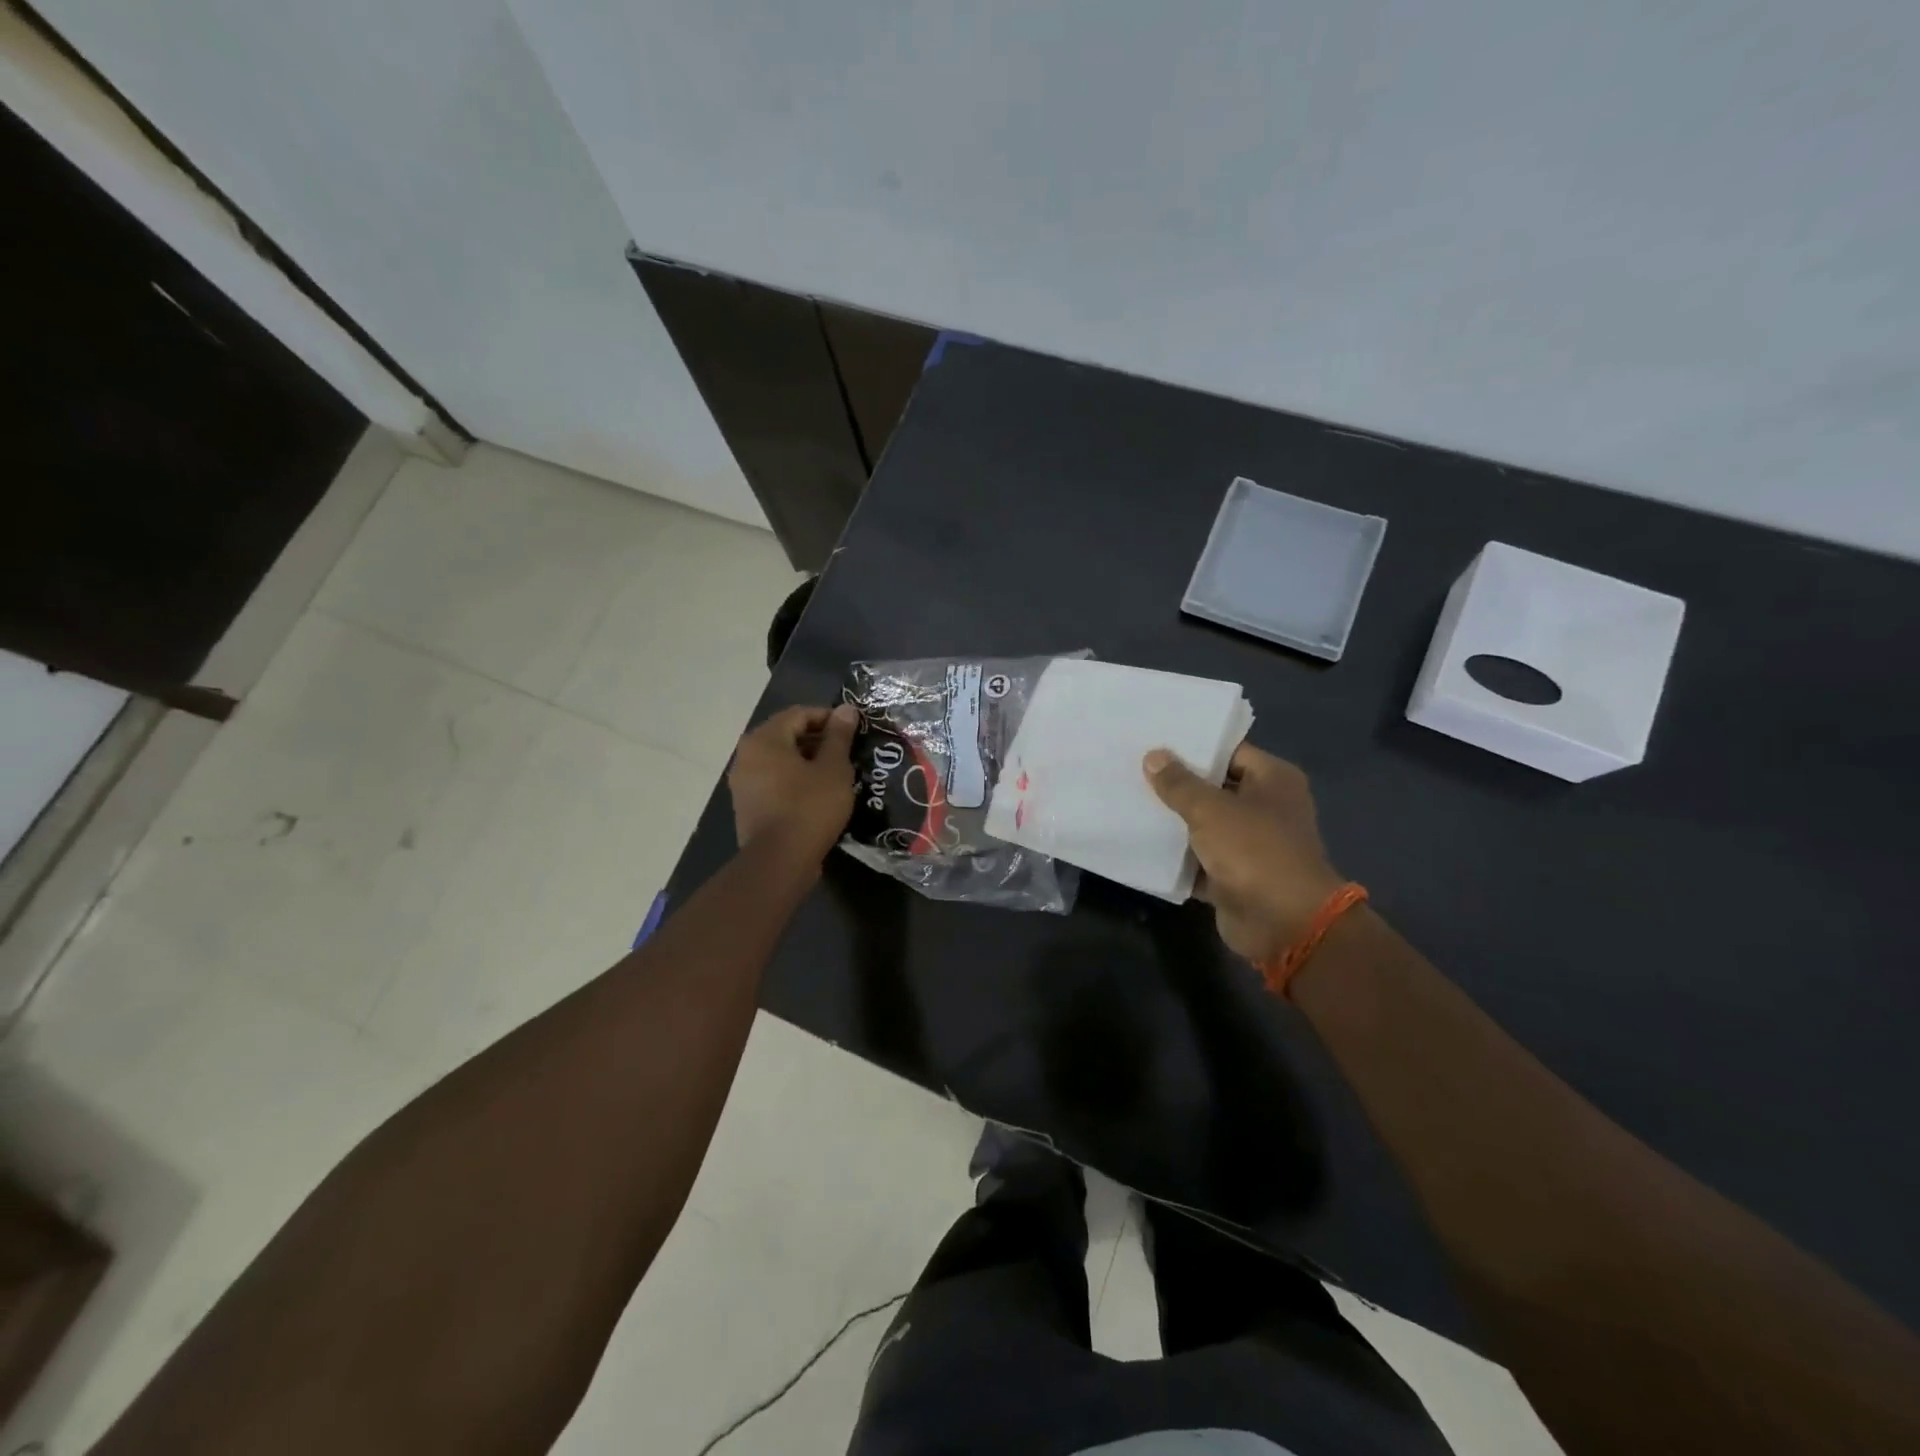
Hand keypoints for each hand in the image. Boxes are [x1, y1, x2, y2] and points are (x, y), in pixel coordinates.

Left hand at [729, 703, 858, 862]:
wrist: (779, 862)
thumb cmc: (809, 807)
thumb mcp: (833, 768)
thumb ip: (839, 736)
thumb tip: (847, 709)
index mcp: (764, 739)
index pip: (799, 714)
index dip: (829, 718)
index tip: (853, 730)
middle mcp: (746, 755)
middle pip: (787, 736)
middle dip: (818, 741)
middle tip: (848, 753)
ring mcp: (743, 783)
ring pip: (780, 761)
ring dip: (808, 762)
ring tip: (837, 774)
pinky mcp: (747, 806)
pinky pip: (774, 782)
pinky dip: (795, 781)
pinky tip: (818, 795)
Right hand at [1143, 743, 1345, 965]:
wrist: (1284, 924)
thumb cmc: (1255, 852)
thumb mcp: (1211, 810)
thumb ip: (1179, 784)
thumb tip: (1153, 756)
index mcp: (1273, 780)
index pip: (1229, 752)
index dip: (1193, 747)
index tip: (1154, 740)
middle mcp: (1265, 808)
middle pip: (1214, 788)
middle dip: (1176, 783)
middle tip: (1133, 768)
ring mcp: (1250, 844)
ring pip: (1203, 825)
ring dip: (1172, 820)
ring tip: (1128, 799)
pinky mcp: (1233, 876)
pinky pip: (1198, 859)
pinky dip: (1175, 856)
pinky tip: (1139, 842)